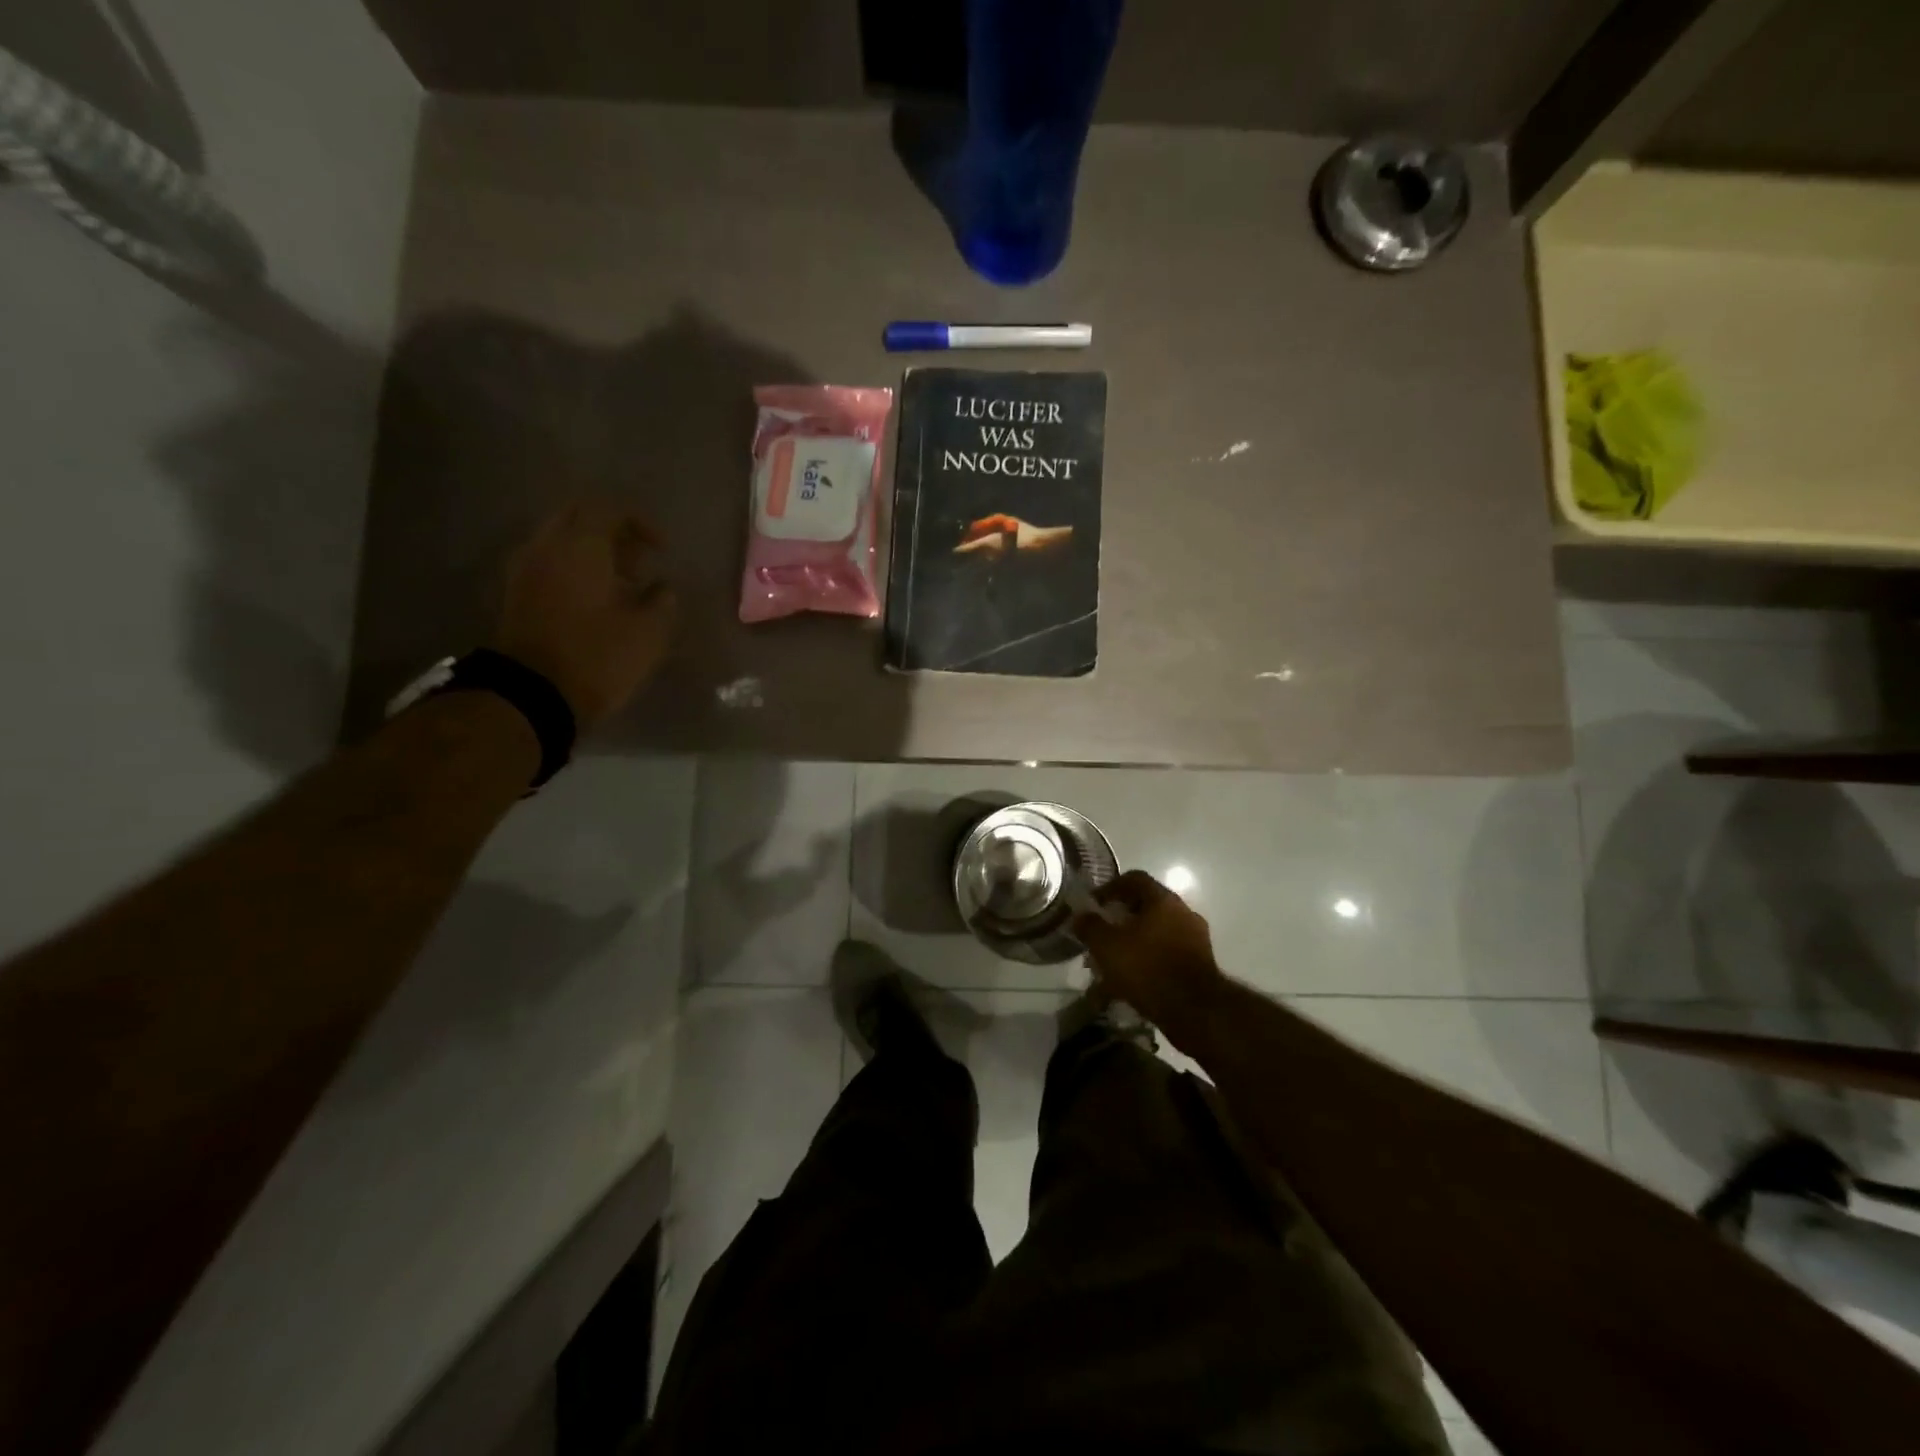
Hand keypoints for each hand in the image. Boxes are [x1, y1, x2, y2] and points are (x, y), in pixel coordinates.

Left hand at [491, 501, 676, 728]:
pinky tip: (595, 600)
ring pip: (560, 540)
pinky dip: (573, 569)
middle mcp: (546, 547)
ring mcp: (525, 570)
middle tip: (639, 561)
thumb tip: (662, 588)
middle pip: (578, 517)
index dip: (640, 522)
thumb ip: (662, 601)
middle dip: (612, 532)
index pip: (608, 509)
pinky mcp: (516, 594)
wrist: (532, 696)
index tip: (661, 549)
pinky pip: (548, 563)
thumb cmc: (597, 657)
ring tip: (621, 583)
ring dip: (591, 552)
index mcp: (580, 547)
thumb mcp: (648, 633)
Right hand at [1072, 870, 1225, 1037]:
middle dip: (1119, 919)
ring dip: (1131, 944)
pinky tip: (1128, 984)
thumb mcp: (1107, 945)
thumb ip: (1090, 926)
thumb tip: (1080, 916)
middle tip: (1099, 935)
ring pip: (1154, 934)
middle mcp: (1183, 913)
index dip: (1109, 888)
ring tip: (1109, 965)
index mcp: (1163, 900)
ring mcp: (1195, 940)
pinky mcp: (1199, 965)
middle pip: (1145, 907)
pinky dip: (1145, 963)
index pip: (1134, 879)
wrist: (1195, 1011)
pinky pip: (1164, 955)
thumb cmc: (1147, 967)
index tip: (1092, 904)